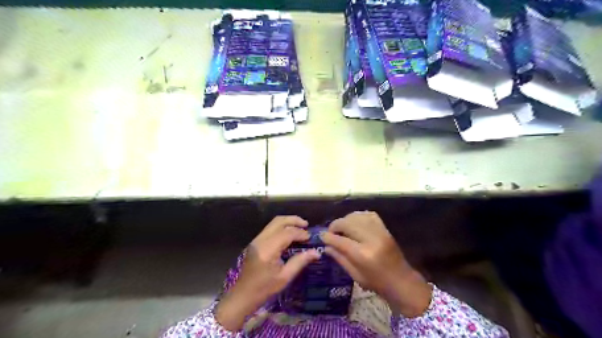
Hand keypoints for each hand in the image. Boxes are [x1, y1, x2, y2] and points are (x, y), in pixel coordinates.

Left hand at [215, 216, 321, 331]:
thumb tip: (316, 252)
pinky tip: (289, 234)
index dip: (300, 233)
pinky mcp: (255, 242)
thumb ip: (300, 261)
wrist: (242, 295)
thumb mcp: (285, 277)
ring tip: (300, 227)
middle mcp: (261, 240)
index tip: (310, 237)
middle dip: (294, 220)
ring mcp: (256, 240)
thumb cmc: (264, 289)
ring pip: (273, 223)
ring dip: (287, 222)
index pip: (287, 233)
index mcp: (268, 249)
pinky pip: (270, 229)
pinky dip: (281, 227)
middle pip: (278, 221)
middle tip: (306, 225)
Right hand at [319, 211, 432, 316]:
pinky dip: (358, 216)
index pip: (340, 240)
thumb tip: (326, 246)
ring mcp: (380, 231)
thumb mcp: (355, 276)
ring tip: (341, 227)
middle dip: (335, 225)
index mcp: (363, 255)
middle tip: (331, 232)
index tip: (321, 236)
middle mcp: (371, 239)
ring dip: (345, 220)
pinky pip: (369, 214)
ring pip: (357, 216)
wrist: (402, 281)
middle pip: (347, 223)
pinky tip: (354, 222)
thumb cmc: (377, 283)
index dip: (328, 237)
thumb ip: (340, 258)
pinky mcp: (385, 228)